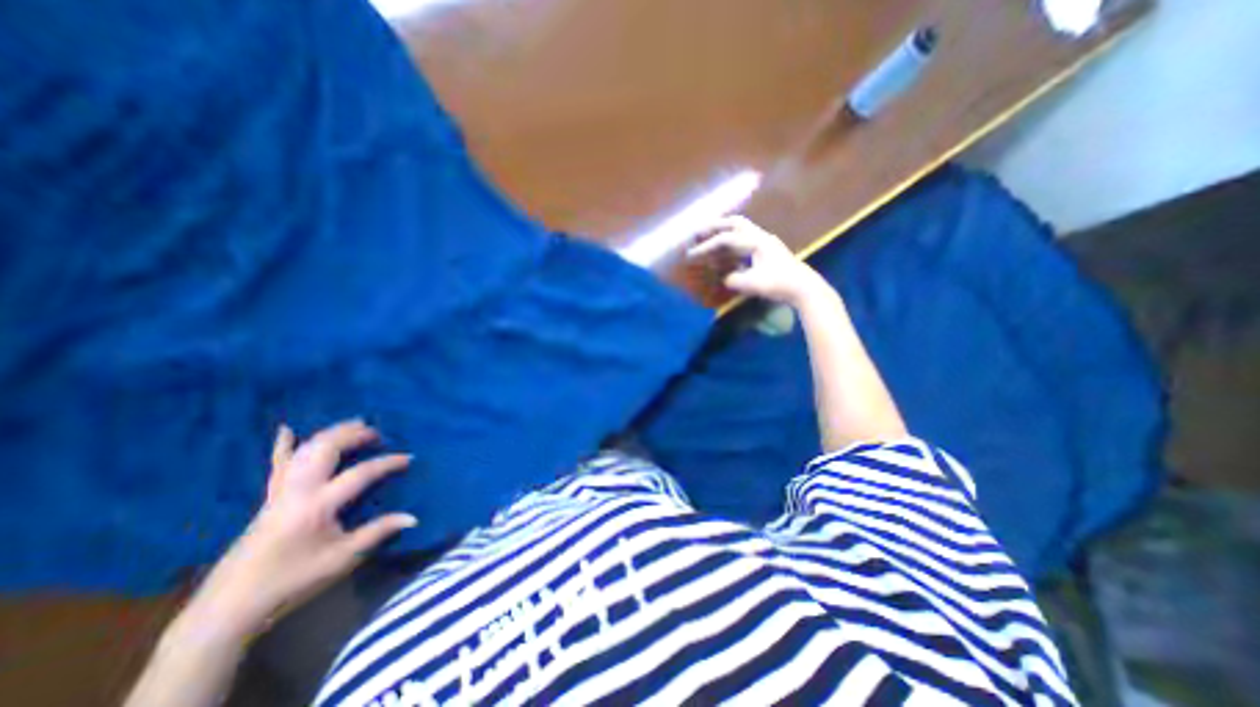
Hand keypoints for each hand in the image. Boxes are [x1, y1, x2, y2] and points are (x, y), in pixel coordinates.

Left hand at [193, 421, 416, 635]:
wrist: (229, 607)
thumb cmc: (292, 582)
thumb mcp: (342, 558)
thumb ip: (378, 532)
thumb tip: (413, 517)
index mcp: (317, 506)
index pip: (360, 474)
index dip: (388, 463)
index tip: (409, 458)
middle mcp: (297, 491)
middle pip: (326, 450)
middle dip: (353, 435)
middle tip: (377, 433)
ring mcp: (279, 493)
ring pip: (304, 451)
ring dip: (331, 433)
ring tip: (353, 424)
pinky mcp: (269, 499)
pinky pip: (276, 466)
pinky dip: (282, 446)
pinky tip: (287, 429)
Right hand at [685, 213, 835, 303]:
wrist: (804, 288)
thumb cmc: (779, 284)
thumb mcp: (752, 284)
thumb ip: (733, 279)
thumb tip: (725, 278)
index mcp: (756, 242)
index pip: (726, 239)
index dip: (707, 246)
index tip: (691, 255)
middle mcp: (761, 237)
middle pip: (735, 223)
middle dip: (715, 226)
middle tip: (699, 231)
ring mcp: (766, 243)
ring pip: (741, 231)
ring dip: (724, 233)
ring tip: (709, 239)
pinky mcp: (768, 252)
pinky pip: (745, 242)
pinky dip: (733, 244)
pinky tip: (726, 253)